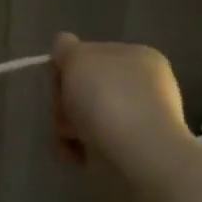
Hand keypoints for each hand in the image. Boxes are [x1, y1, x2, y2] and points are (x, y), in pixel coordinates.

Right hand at [49, 32, 191, 170]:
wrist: (139, 153)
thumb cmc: (107, 97)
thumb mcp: (78, 56)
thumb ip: (65, 47)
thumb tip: (64, 48)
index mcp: (136, 56)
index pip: (87, 54)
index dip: (66, 67)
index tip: (60, 82)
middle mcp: (141, 84)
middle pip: (83, 87)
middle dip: (65, 101)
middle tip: (64, 113)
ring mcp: (139, 117)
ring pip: (84, 115)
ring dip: (68, 126)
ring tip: (71, 138)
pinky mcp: (132, 148)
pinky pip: (93, 141)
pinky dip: (78, 147)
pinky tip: (76, 153)